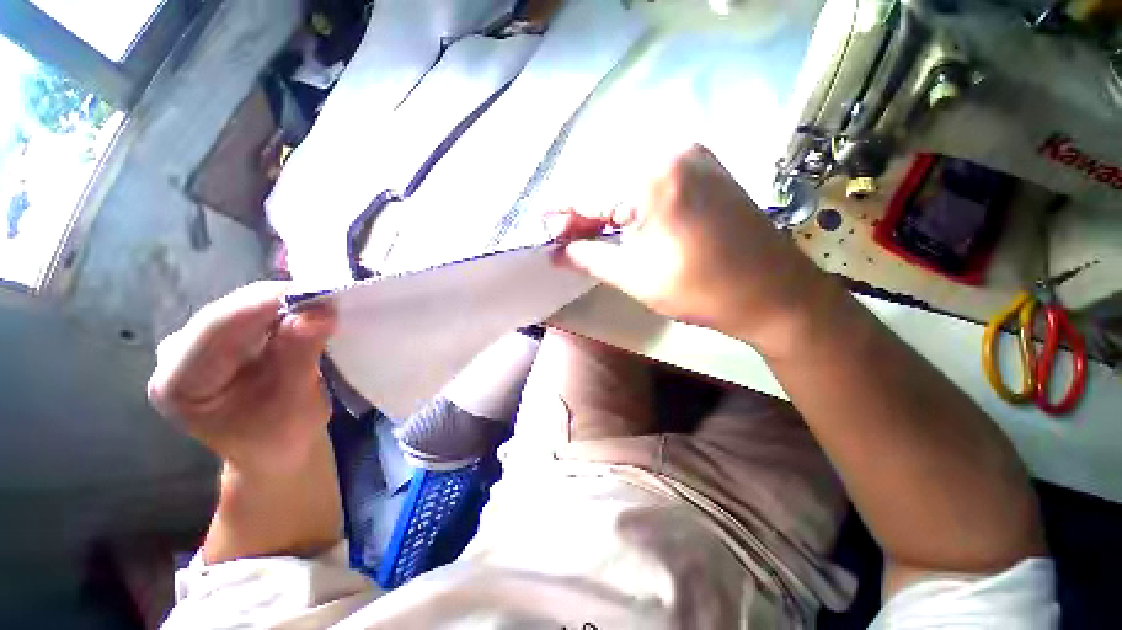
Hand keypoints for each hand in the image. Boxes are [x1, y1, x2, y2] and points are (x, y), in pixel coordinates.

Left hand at [148, 281, 335, 474]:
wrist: (275, 452)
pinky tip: (306, 317)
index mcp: (179, 383)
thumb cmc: (282, 438)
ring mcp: (193, 344)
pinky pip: (252, 311)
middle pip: (230, 311)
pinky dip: (284, 311)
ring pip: (243, 306)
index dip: (270, 303)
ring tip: (324, 309)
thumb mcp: (294, 403)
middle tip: (332, 301)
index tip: (323, 294)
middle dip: (283, 302)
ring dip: (287, 305)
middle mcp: (174, 356)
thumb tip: (319, 312)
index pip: (220, 326)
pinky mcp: (216, 339)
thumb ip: (300, 355)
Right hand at [552, 144, 832, 357]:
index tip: (542, 230)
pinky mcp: (704, 166)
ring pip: (627, 177)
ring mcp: (692, 154)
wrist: (775, 293)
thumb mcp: (636, 277)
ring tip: (587, 234)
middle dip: (581, 211)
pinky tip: (619, 220)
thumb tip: (557, 252)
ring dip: (603, 205)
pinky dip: (629, 199)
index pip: (588, 192)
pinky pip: (651, 177)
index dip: (561, 214)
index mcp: (652, 177)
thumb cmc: (703, 290)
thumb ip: (590, 258)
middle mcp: (671, 150)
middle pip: (605, 179)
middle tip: (565, 239)